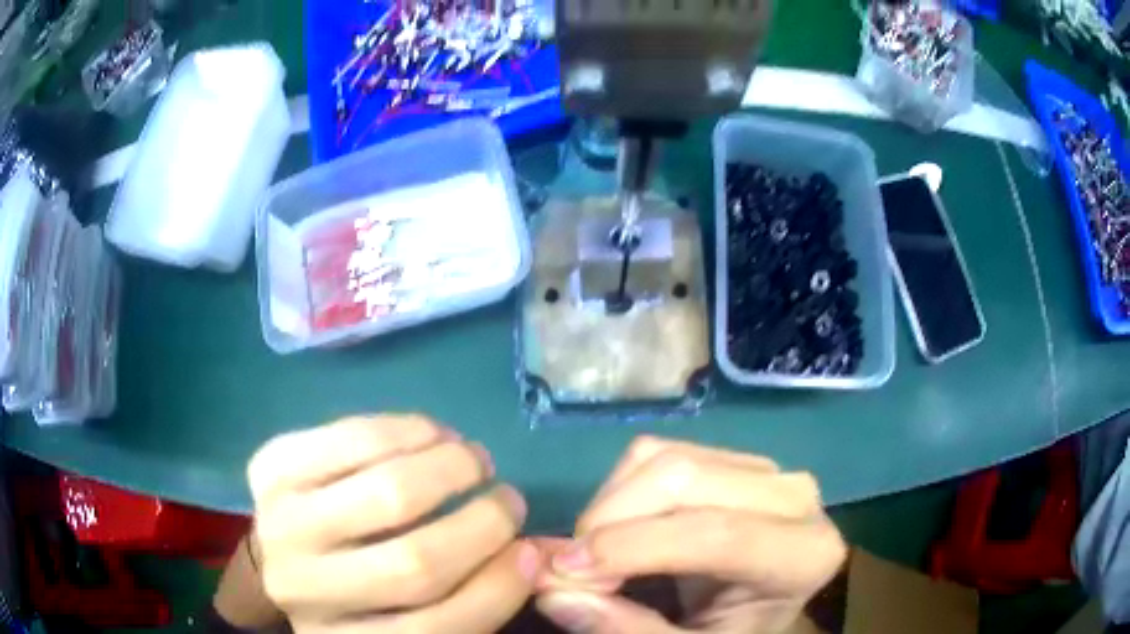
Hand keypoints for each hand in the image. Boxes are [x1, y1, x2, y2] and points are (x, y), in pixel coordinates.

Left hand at [248, 415, 538, 633]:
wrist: (278, 551)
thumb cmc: (352, 591)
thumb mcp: (401, 617)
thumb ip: (465, 599)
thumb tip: (527, 553)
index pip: (441, 628)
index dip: (501, 587)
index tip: (531, 550)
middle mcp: (305, 591)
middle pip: (416, 564)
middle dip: (484, 523)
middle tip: (508, 499)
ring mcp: (280, 525)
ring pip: (386, 493)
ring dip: (449, 467)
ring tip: (473, 459)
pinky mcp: (270, 467)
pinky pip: (353, 438)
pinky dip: (407, 430)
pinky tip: (431, 434)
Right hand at [535, 437, 845, 633]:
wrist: (762, 608)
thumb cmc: (734, 632)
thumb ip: (625, 629)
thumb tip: (552, 590)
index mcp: (805, 554)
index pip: (719, 535)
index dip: (633, 548)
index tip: (564, 570)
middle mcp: (795, 496)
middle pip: (686, 480)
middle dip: (610, 521)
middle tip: (569, 569)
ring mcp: (763, 468)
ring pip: (665, 458)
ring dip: (609, 505)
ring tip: (594, 557)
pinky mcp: (730, 456)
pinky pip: (658, 451)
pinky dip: (618, 488)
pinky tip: (617, 529)